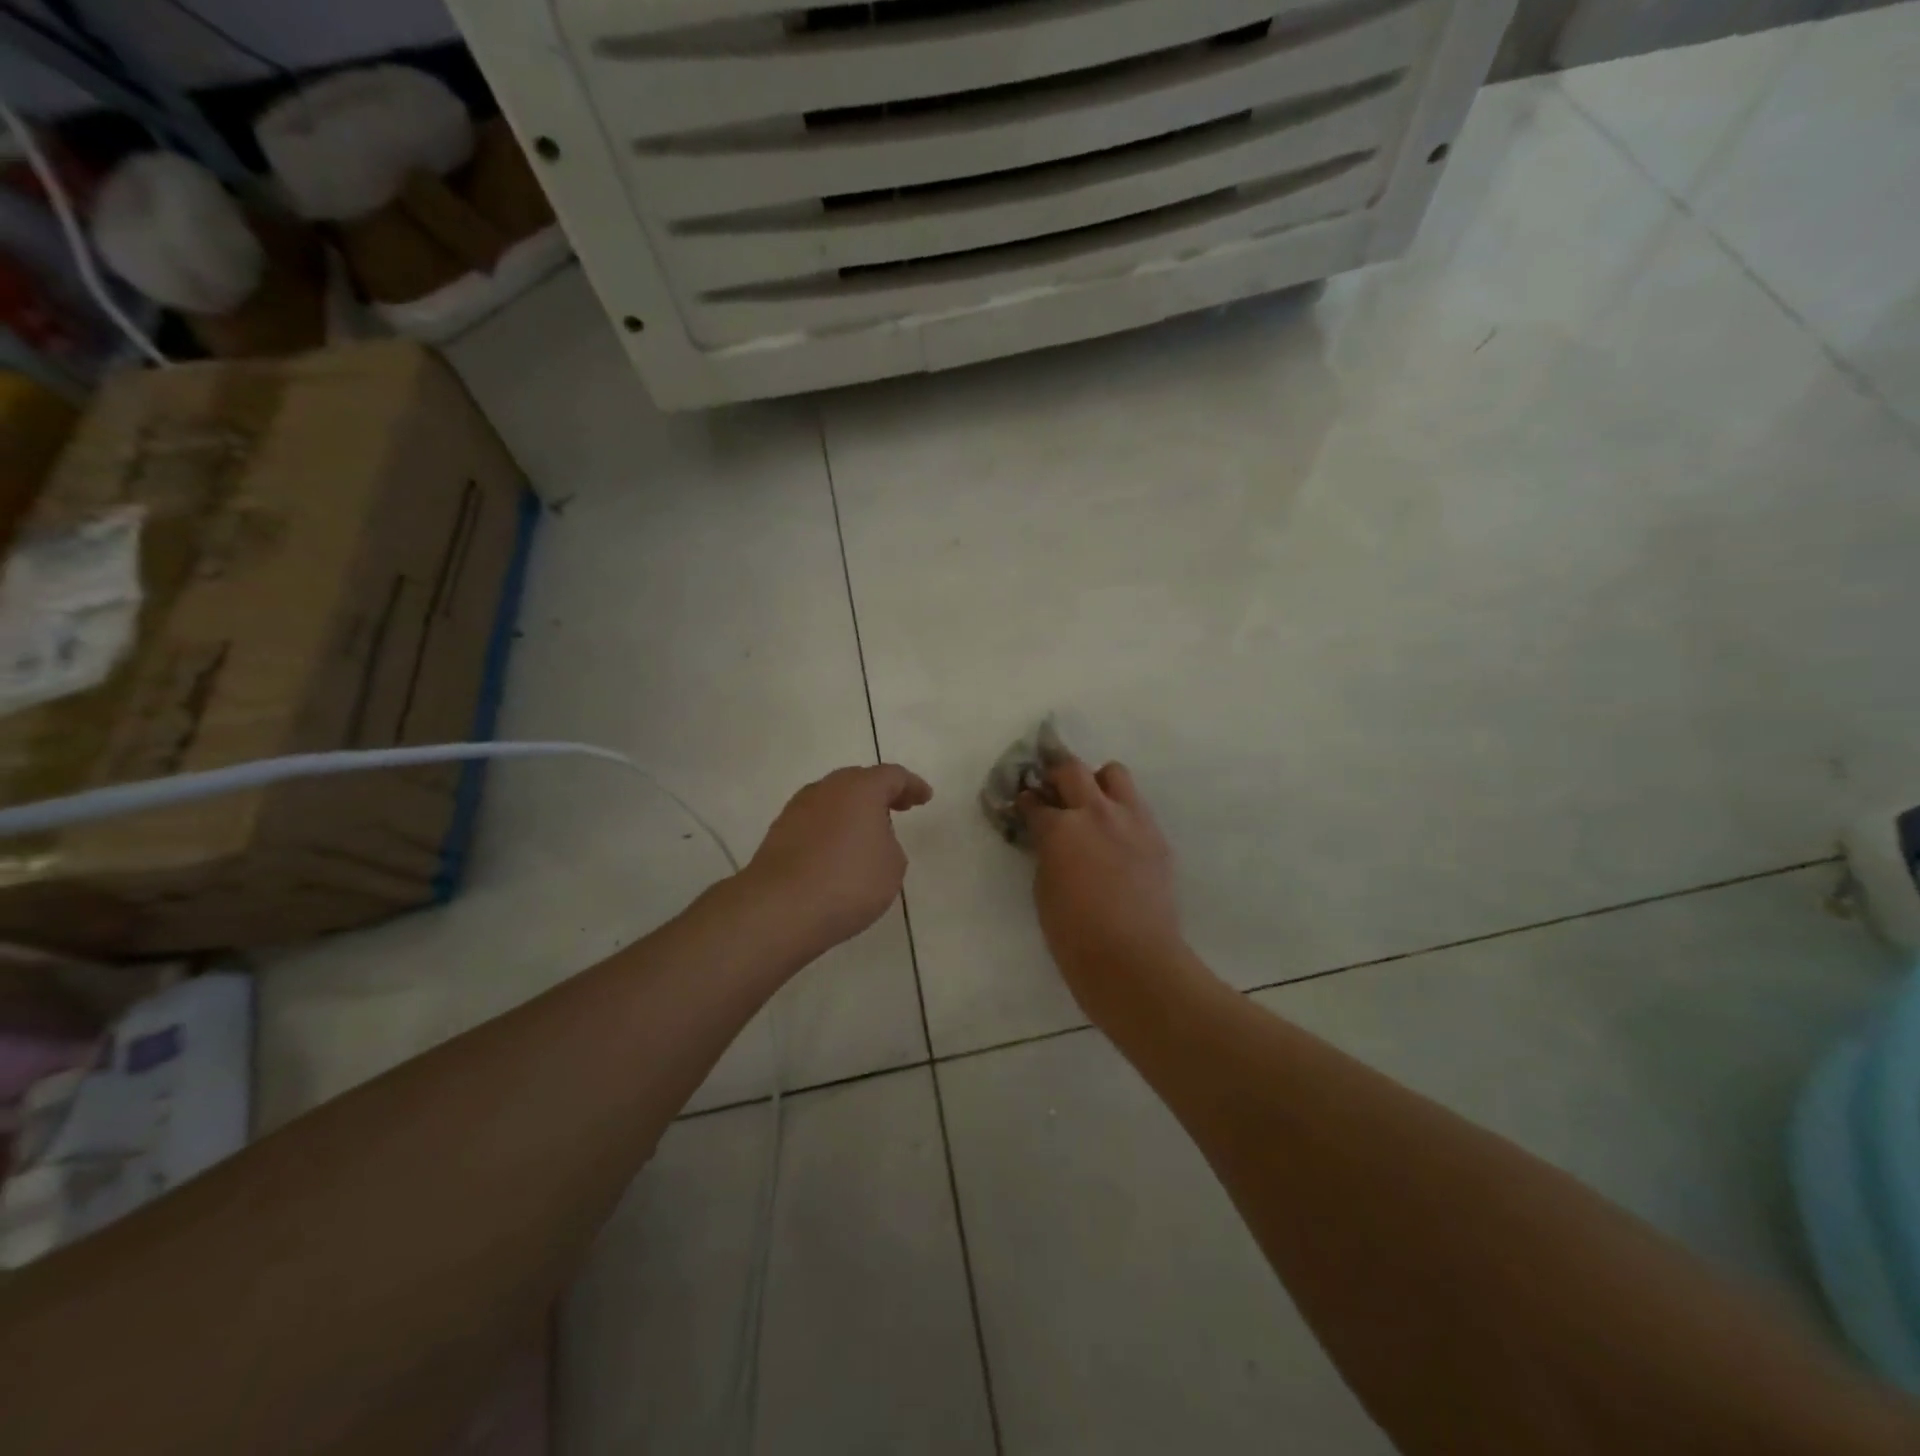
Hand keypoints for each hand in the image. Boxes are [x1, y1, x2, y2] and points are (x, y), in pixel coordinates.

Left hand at [744, 764, 932, 955]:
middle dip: (880, 793)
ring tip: (867, 834)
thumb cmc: (848, 882)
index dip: (912, 785)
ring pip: (833, 800)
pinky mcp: (778, 832)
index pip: (892, 776)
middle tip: (898, 808)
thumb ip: (889, 843)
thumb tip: (870, 839)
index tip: (925, 798)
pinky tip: (837, 852)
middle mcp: (826, 789)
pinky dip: (830, 829)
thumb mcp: (892, 866)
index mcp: (860, 788)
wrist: (780, 908)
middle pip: (858, 781)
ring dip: (852, 811)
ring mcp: (797, 809)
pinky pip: (815, 822)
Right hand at [1020, 758, 1186, 1013]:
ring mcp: (1131, 820)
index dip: (1026, 802)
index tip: (1024, 803)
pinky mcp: (1156, 836)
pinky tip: (1117, 836)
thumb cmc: (1074, 934)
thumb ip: (1047, 852)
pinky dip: (1122, 811)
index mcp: (1060, 828)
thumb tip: (1049, 839)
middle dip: (1057, 775)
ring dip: (1097, 782)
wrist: (1133, 958)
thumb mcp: (1044, 888)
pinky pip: (1136, 807)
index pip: (1035, 802)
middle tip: (1053, 790)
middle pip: (1072, 769)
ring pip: (1114, 774)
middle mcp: (1096, 812)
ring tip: (1093, 804)